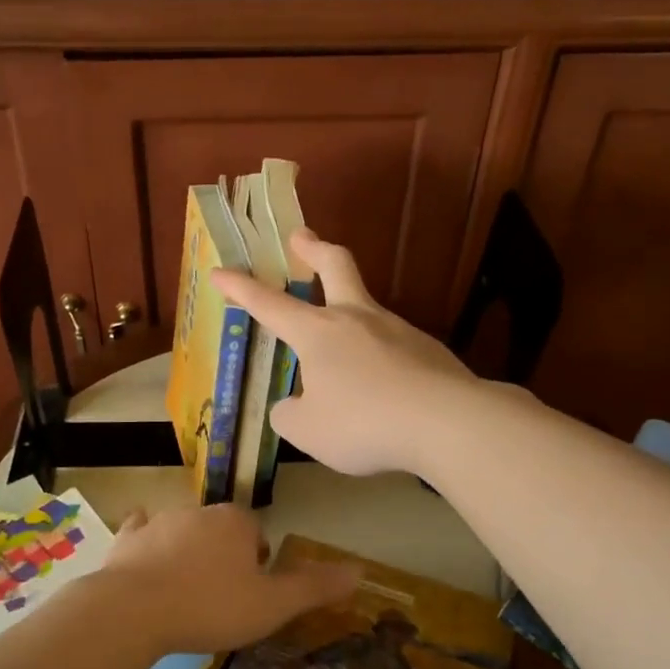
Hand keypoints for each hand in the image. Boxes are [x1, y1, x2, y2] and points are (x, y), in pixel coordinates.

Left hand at [91, 504, 358, 655]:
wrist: (135, 611)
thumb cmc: (210, 607)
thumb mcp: (272, 605)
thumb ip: (314, 587)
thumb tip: (360, 570)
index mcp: (236, 521)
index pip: (256, 531)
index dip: (258, 560)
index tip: (253, 591)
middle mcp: (199, 511)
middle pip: (220, 529)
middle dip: (224, 555)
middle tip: (222, 597)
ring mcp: (159, 521)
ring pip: (183, 530)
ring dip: (188, 552)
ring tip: (187, 593)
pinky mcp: (128, 538)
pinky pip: (141, 531)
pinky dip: (146, 542)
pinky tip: (145, 558)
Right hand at [211, 228, 479, 476]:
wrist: (448, 423)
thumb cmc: (364, 423)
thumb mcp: (309, 431)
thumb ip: (290, 415)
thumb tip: (293, 406)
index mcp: (318, 332)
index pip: (269, 304)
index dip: (241, 288)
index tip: (221, 271)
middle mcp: (357, 319)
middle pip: (336, 266)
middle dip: (314, 248)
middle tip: (301, 236)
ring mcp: (397, 330)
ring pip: (366, 311)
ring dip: (349, 317)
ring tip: (343, 368)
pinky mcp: (427, 350)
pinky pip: (392, 348)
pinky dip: (379, 359)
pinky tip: (383, 391)